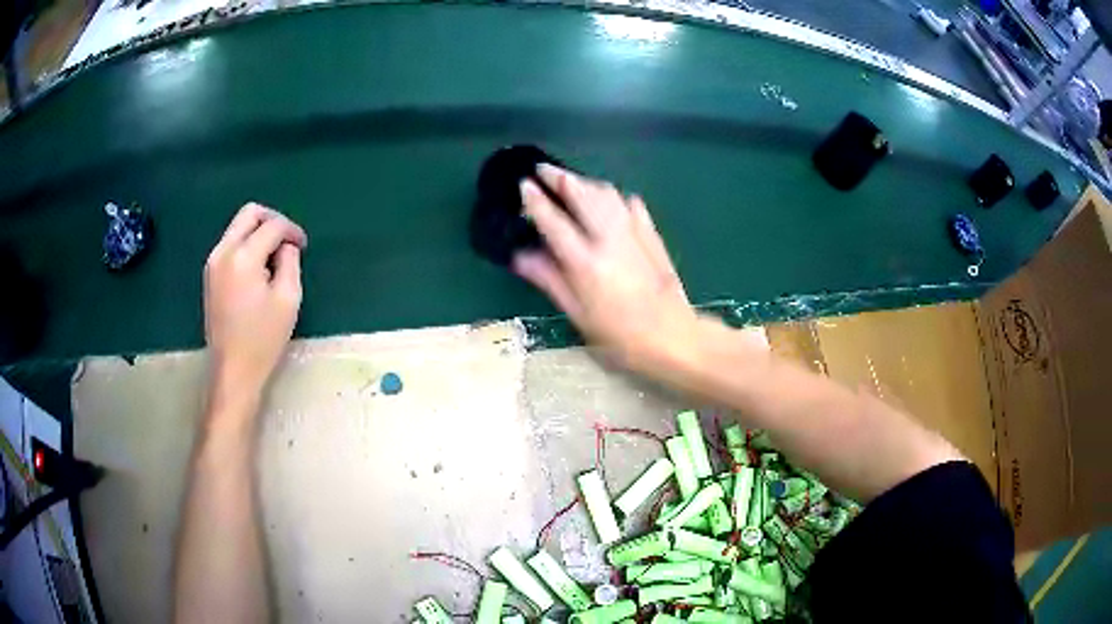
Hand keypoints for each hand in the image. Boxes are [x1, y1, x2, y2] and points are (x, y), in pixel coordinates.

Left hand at [204, 203, 306, 402]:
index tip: (303, 246)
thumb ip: (290, 262)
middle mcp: (223, 251)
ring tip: (274, 257)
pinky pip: (231, 243)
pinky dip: (247, 244)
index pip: (271, 226)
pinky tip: (258, 267)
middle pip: (249, 213)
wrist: (233, 369)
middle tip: (288, 240)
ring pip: (238, 227)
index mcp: (243, 257)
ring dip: (259, 232)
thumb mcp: (288, 299)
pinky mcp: (210, 273)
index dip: (292, 230)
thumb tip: (285, 246)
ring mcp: (213, 262)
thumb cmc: (263, 338)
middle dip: (272, 220)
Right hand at [513, 164, 698, 369]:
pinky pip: (631, 205)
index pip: (554, 221)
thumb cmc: (620, 337)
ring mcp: (634, 234)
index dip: (536, 200)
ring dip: (586, 182)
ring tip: (571, 181)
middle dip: (560, 177)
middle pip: (582, 195)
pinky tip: (611, 200)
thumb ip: (550, 280)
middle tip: (543, 169)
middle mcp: (608, 239)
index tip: (524, 184)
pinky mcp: (653, 236)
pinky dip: (616, 197)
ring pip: (607, 194)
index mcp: (585, 263)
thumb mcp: (578, 315)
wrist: (673, 338)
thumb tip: (521, 256)